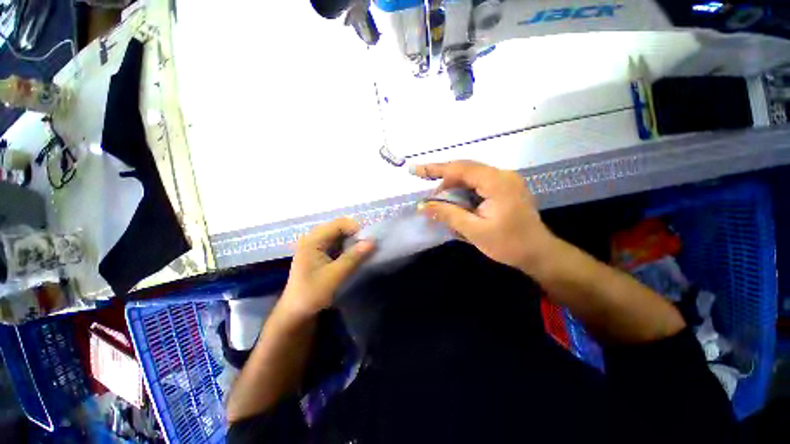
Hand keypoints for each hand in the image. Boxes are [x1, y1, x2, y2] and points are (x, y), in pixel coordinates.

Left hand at [279, 218, 374, 318]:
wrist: (296, 312)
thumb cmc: (312, 293)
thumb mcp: (335, 275)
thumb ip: (354, 257)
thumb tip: (373, 241)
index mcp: (313, 240)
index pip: (339, 224)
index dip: (356, 229)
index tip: (368, 243)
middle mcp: (313, 238)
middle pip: (340, 228)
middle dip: (355, 236)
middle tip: (367, 248)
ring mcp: (316, 245)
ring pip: (340, 235)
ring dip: (352, 242)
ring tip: (362, 253)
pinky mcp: (319, 252)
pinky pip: (337, 243)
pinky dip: (347, 247)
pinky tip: (354, 257)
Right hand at [413, 160, 553, 270]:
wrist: (539, 253)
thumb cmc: (509, 244)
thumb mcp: (474, 230)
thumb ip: (447, 214)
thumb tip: (422, 206)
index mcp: (497, 182)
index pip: (460, 169)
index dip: (435, 169)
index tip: (415, 170)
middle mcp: (502, 175)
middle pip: (465, 169)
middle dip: (443, 178)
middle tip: (426, 190)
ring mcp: (505, 180)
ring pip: (471, 175)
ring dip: (453, 185)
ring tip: (438, 199)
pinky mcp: (505, 187)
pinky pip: (478, 183)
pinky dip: (463, 190)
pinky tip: (455, 199)